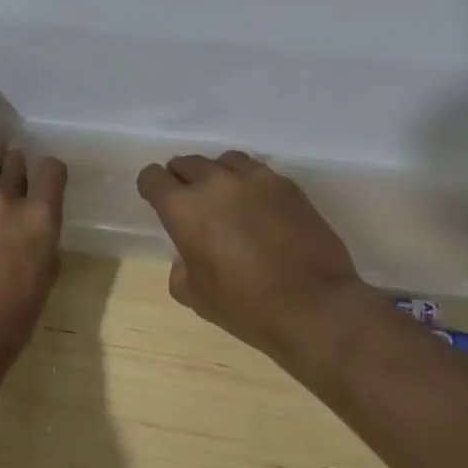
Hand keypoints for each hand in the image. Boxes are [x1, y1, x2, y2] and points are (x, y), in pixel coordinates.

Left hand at [0, 145, 67, 384]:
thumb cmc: (10, 324)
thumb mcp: (42, 284)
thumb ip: (43, 249)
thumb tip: (36, 238)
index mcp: (41, 219)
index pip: (52, 170)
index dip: (52, 171)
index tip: (49, 177)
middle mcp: (7, 201)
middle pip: (14, 162)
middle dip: (17, 163)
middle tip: (15, 165)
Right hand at [136, 151, 372, 372]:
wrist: (315, 307)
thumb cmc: (247, 307)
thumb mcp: (196, 297)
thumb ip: (180, 268)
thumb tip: (187, 256)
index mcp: (183, 208)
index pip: (152, 177)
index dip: (151, 188)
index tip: (158, 201)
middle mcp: (214, 182)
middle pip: (187, 163)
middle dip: (183, 180)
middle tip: (193, 204)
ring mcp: (254, 178)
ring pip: (224, 161)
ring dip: (218, 176)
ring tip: (227, 199)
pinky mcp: (286, 184)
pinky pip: (258, 172)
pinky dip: (250, 184)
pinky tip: (259, 207)